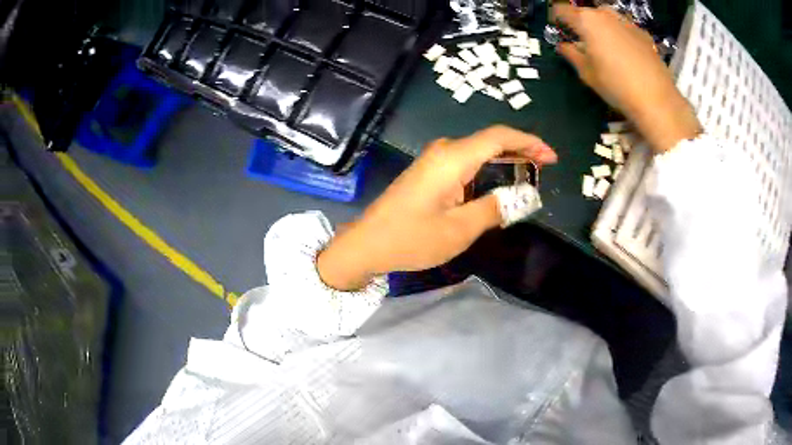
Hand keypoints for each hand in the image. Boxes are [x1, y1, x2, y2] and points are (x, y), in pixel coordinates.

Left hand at [317, 126, 556, 290]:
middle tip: (543, 170)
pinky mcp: (428, 172)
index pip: (499, 137)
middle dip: (520, 152)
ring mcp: (433, 160)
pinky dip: (486, 171)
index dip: (529, 142)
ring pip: (478, 153)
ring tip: (527, 180)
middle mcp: (443, 151)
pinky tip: (497, 188)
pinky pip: (465, 164)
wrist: (367, 244)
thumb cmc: (411, 238)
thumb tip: (522, 197)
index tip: (551, 158)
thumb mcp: (460, 229)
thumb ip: (494, 208)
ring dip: (504, 163)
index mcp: (453, 158)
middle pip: (490, 142)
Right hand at [552, 3, 701, 151]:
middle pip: (587, 9)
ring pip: (607, 16)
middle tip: (578, 36)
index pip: (563, 9)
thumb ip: (574, 56)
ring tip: (601, 44)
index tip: (555, 23)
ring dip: (600, 25)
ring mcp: (629, 25)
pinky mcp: (645, 37)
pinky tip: (622, 50)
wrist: (661, 105)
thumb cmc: (620, 91)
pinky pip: (624, 27)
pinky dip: (618, 33)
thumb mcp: (590, 76)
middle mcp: (608, 16)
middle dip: (580, 19)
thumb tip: (564, 46)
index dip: (557, 15)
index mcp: (589, 22)